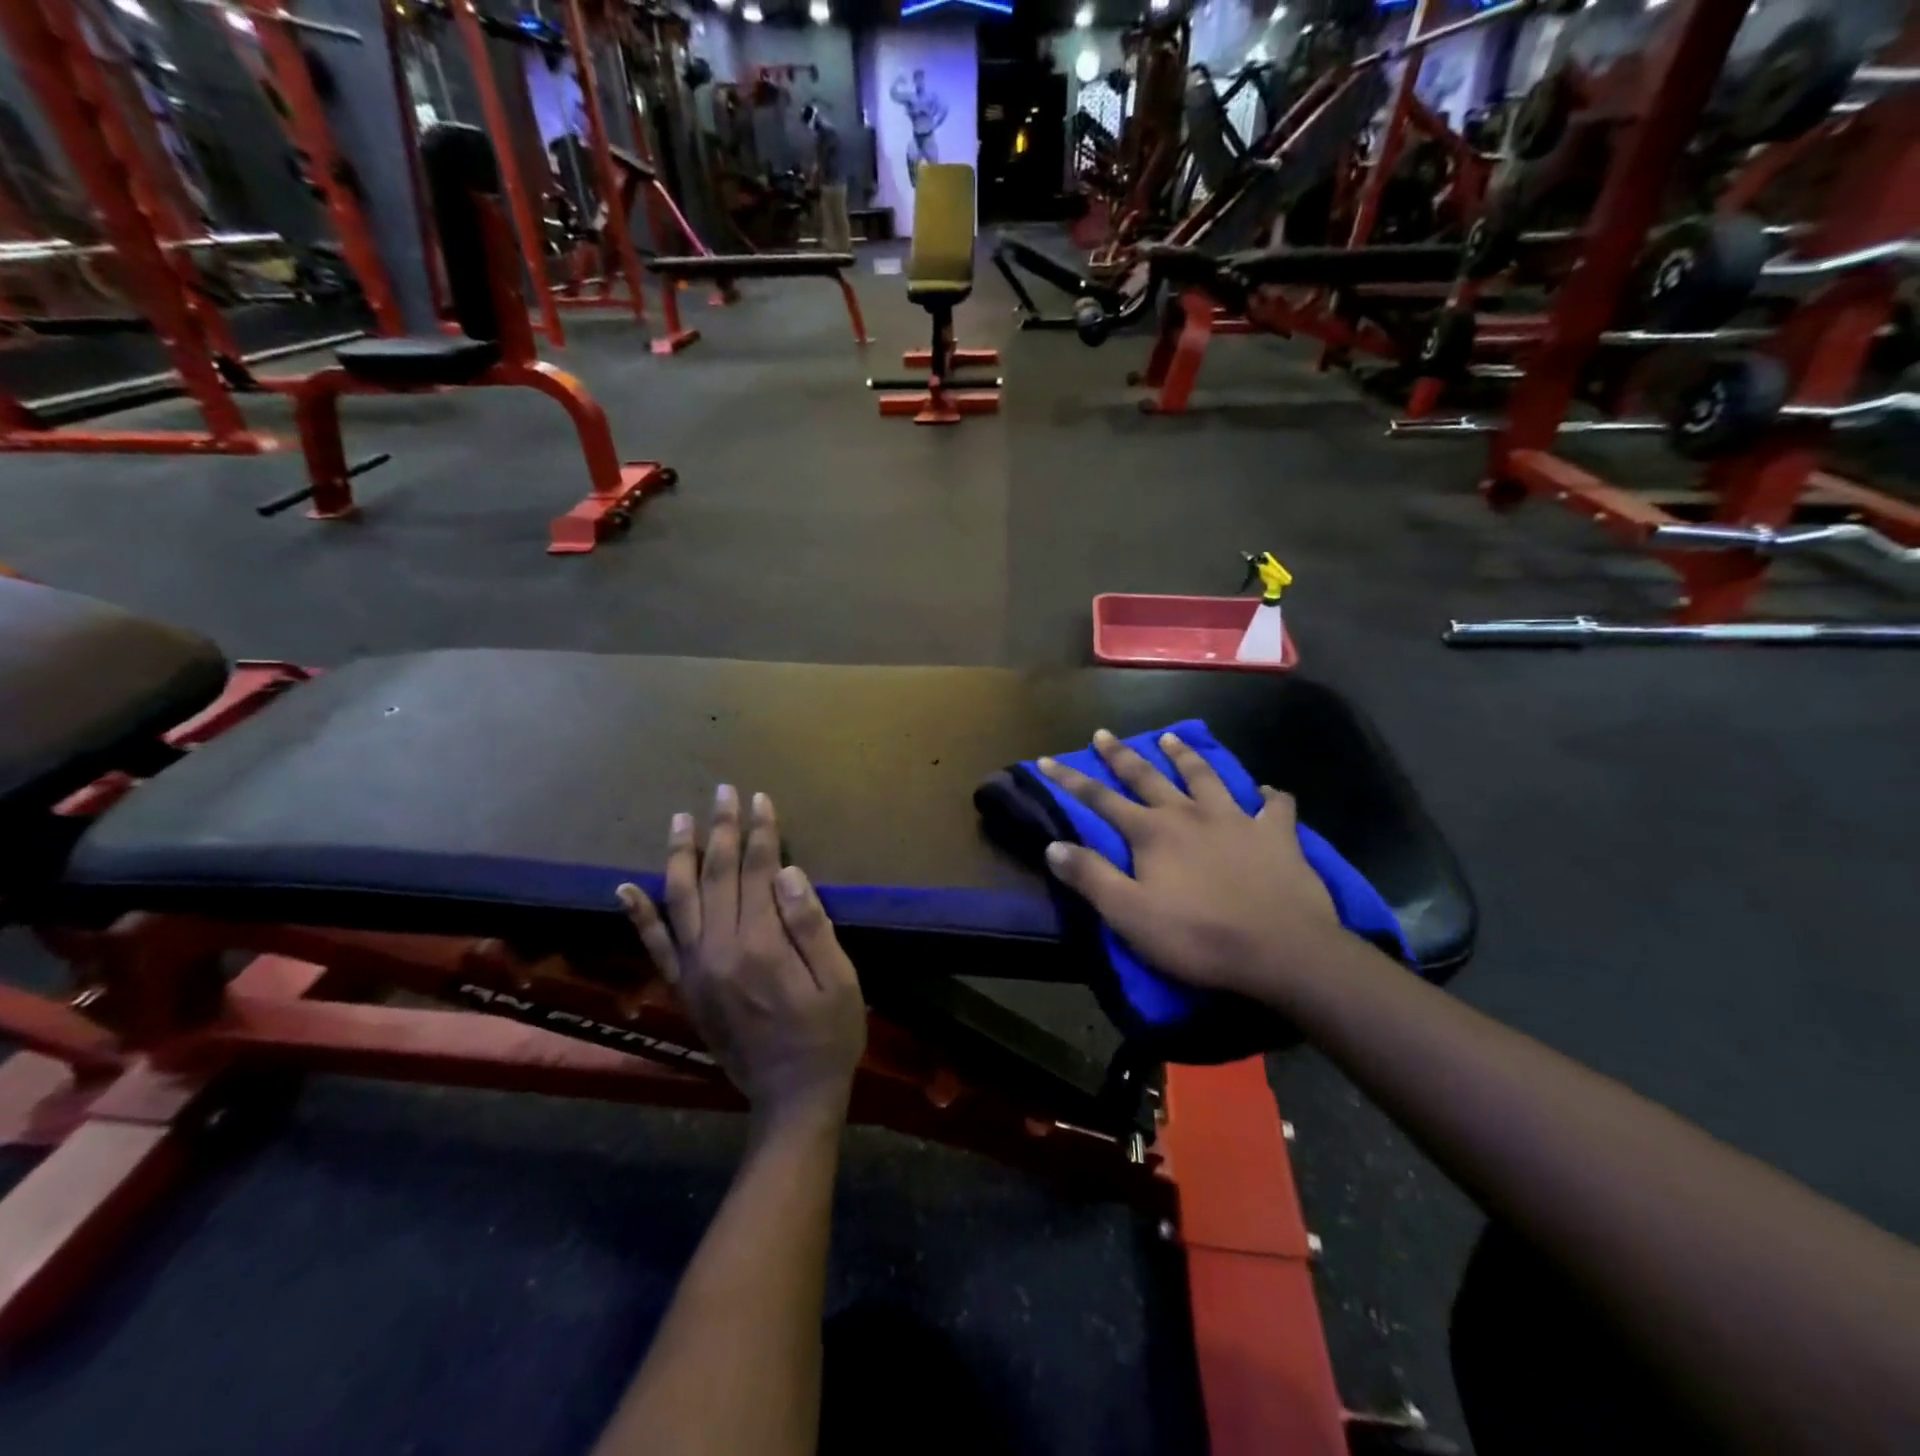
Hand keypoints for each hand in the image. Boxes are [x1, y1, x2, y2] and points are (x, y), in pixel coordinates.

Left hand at [619, 787, 866, 1128]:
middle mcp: (720, 950)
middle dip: (722, 829)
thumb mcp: (839, 980)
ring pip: (680, 899)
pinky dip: (639, 914)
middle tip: (724, 791)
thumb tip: (788, 873)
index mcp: (762, 945)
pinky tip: (626, 887)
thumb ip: (811, 925)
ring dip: (680, 855)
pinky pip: (655, 945)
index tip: (761, 799)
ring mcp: (695, 969)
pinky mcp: (684, 988)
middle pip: (717, 875)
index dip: (760, 832)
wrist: (791, 1097)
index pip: (758, 871)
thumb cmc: (828, 1035)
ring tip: (680, 818)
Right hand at [1039, 730, 1345, 1001]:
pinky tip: (1266, 791)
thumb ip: (1090, 877)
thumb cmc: (1198, 936)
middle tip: (1104, 733)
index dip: (1070, 780)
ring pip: (1206, 776)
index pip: (1100, 799)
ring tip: (1172, 737)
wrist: (1282, 950)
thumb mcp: (1129, 914)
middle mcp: (1190, 814)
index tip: (1046, 759)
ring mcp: (1236, 820)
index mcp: (1153, 832)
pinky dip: (1269, 795)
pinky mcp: (1277, 836)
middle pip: (1149, 776)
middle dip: (1122, 755)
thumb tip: (1052, 846)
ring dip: (1186, 756)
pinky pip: (1275, 806)